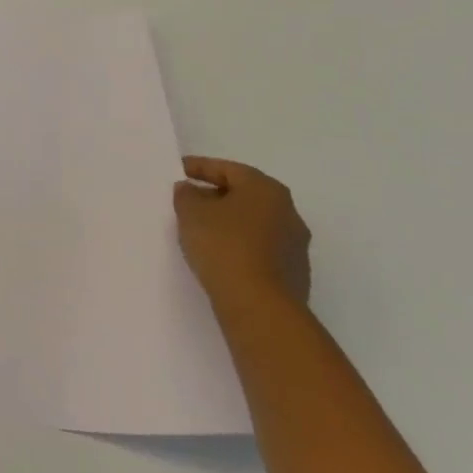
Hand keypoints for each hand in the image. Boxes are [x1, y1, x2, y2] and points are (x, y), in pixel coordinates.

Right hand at [173, 157, 310, 313]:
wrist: (259, 305)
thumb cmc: (224, 246)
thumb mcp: (191, 212)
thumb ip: (186, 194)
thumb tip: (191, 190)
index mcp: (266, 190)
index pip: (228, 169)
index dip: (199, 167)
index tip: (177, 171)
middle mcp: (288, 212)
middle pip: (244, 195)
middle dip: (214, 195)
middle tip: (187, 200)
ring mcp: (295, 245)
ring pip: (253, 223)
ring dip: (228, 222)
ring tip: (199, 229)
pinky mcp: (294, 272)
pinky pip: (259, 248)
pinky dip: (239, 245)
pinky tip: (218, 254)